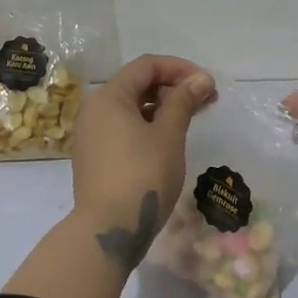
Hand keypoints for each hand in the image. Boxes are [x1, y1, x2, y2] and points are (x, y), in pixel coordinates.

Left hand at [71, 54, 216, 269]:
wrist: (107, 231)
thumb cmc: (142, 175)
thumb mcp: (169, 135)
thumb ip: (184, 101)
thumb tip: (201, 78)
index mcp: (110, 96)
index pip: (147, 66)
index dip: (180, 68)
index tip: (207, 84)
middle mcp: (95, 110)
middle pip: (137, 84)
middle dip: (173, 87)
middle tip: (205, 101)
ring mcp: (91, 135)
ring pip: (130, 107)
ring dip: (162, 107)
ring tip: (191, 119)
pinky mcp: (94, 158)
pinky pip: (123, 128)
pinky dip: (147, 125)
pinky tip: (168, 139)